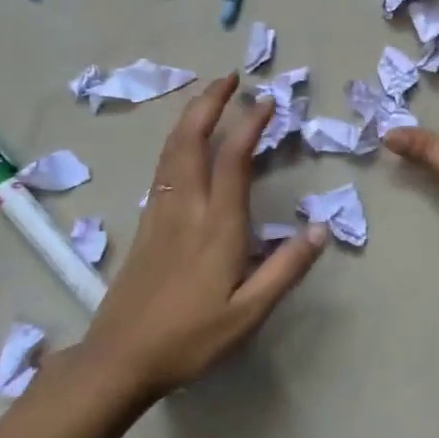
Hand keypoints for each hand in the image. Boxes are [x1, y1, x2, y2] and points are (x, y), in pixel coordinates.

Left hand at [76, 74, 326, 401]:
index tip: (267, 99)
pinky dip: (176, 142)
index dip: (250, 123)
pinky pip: (162, 168)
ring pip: (171, 151)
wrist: (118, 360)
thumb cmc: (189, 339)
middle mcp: (185, 208)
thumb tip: (321, 229)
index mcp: (216, 225)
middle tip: (229, 77)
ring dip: (190, 117)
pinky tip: (184, 146)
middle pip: (191, 140)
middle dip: (209, 103)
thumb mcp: (249, 313)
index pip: (233, 159)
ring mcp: (159, 214)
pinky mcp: (145, 225)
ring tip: (208, 97)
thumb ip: (286, 269)